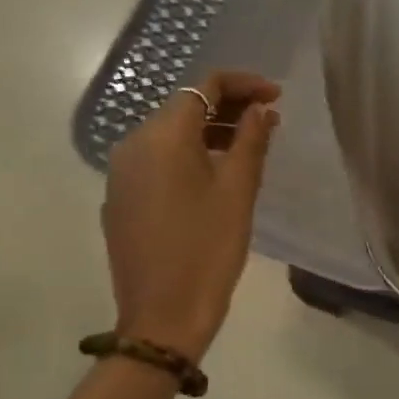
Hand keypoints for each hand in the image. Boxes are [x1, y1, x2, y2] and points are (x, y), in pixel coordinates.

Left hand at [102, 72, 279, 361]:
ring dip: (211, 130)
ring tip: (250, 145)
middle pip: (184, 107)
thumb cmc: (209, 248)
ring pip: (170, 134)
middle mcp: (133, 145)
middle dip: (228, 105)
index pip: (204, 87)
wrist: (163, 315)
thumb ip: (251, 140)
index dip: (243, 84)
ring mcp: (122, 173)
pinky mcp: (122, 198)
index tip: (277, 96)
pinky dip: (191, 154)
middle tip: (270, 119)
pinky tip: (217, 173)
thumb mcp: (238, 190)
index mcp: (162, 137)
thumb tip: (259, 108)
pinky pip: (159, 160)